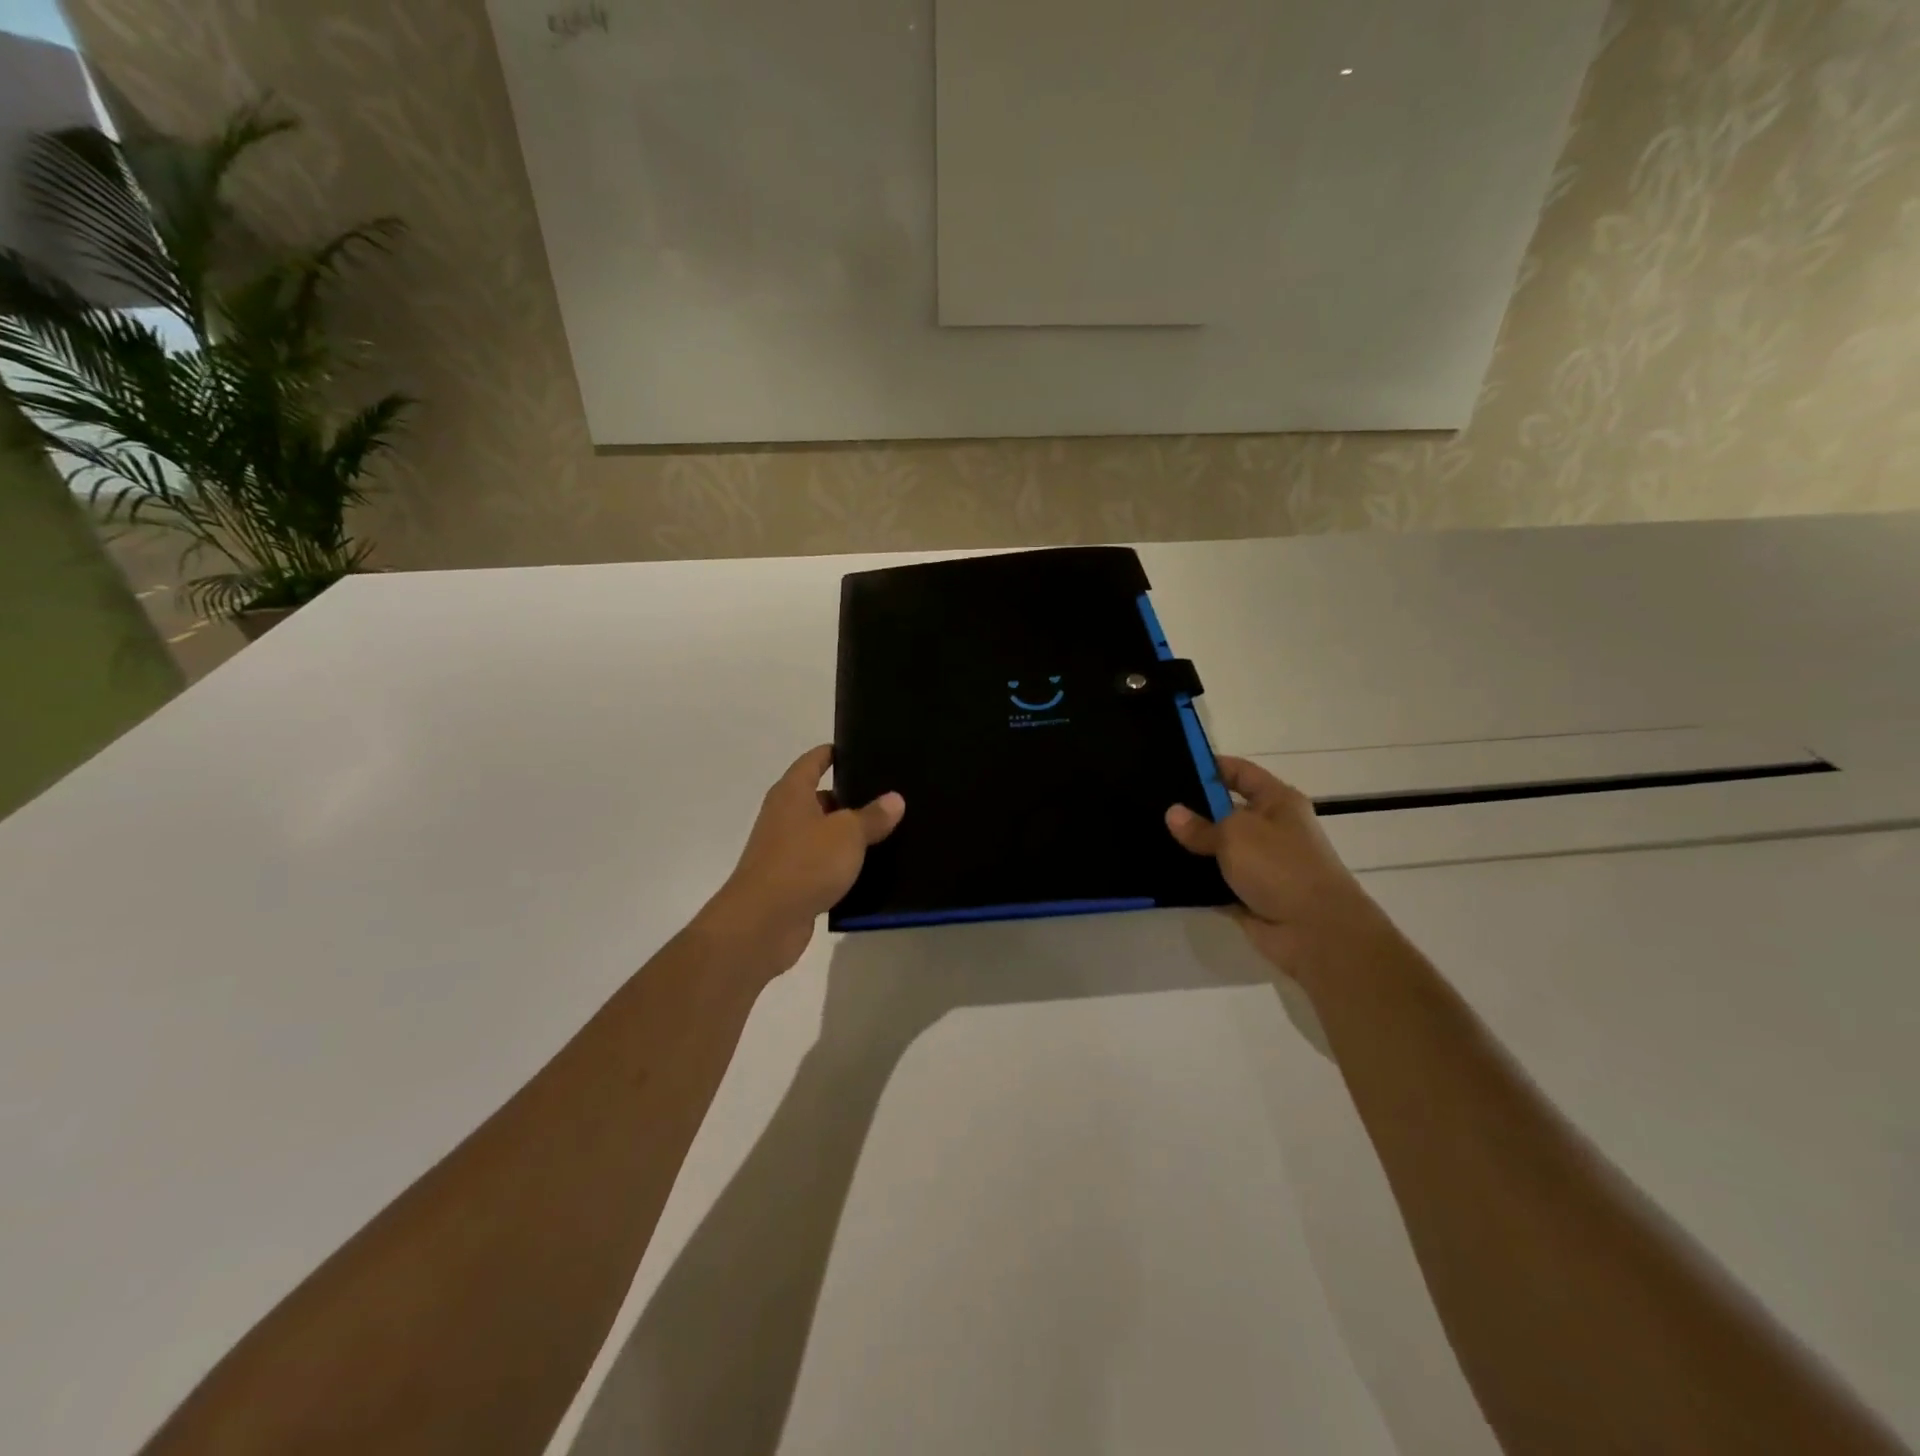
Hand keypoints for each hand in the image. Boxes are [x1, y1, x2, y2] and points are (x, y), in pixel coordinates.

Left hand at [697, 746, 904, 976]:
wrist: (763, 923)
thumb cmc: (804, 864)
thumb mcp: (847, 834)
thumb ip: (872, 816)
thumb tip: (894, 799)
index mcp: (792, 794)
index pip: (813, 761)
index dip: (834, 753)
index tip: (861, 750)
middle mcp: (785, 817)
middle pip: (821, 798)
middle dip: (852, 797)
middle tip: (890, 795)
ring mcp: (786, 851)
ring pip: (824, 834)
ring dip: (850, 836)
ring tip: (890, 831)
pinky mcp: (792, 883)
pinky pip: (823, 866)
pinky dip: (843, 866)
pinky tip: (872, 870)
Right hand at [1165, 756, 1390, 985]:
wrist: (1316, 931)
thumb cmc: (1280, 866)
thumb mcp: (1235, 834)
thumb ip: (1200, 825)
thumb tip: (1173, 814)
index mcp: (1277, 802)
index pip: (1240, 773)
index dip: (1211, 767)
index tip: (1174, 767)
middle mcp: (1271, 829)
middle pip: (1225, 811)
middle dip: (1193, 809)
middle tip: (1152, 804)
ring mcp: (1260, 864)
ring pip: (1217, 849)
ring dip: (1191, 848)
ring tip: (1150, 836)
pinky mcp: (1249, 894)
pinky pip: (1215, 881)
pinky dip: (1196, 880)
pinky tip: (1163, 872)